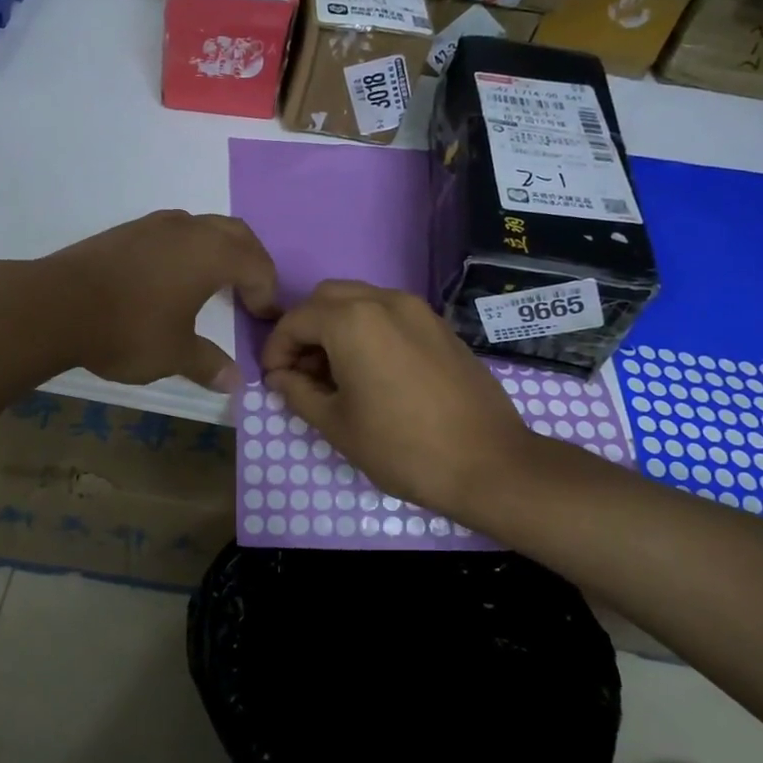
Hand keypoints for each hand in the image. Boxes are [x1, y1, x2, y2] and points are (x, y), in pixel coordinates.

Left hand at [41, 210, 279, 390]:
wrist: (55, 305)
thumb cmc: (127, 329)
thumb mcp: (174, 354)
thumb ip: (208, 363)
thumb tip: (235, 381)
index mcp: (211, 254)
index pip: (257, 264)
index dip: (267, 292)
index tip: (264, 317)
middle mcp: (188, 229)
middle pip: (236, 233)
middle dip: (252, 261)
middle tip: (252, 292)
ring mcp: (153, 225)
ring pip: (202, 227)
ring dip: (219, 249)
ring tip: (215, 281)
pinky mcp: (125, 231)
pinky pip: (173, 232)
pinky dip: (188, 249)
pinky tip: (172, 277)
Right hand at [257, 280, 542, 524]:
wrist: (488, 463)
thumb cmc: (401, 447)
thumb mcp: (336, 424)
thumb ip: (297, 392)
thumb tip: (280, 377)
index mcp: (352, 321)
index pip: (296, 320)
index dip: (276, 349)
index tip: (274, 380)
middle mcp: (384, 301)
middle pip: (326, 299)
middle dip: (305, 330)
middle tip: (301, 372)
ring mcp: (417, 310)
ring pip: (359, 301)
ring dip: (336, 327)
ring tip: (335, 374)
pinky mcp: (439, 326)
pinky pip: (389, 314)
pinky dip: (367, 330)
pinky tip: (372, 371)